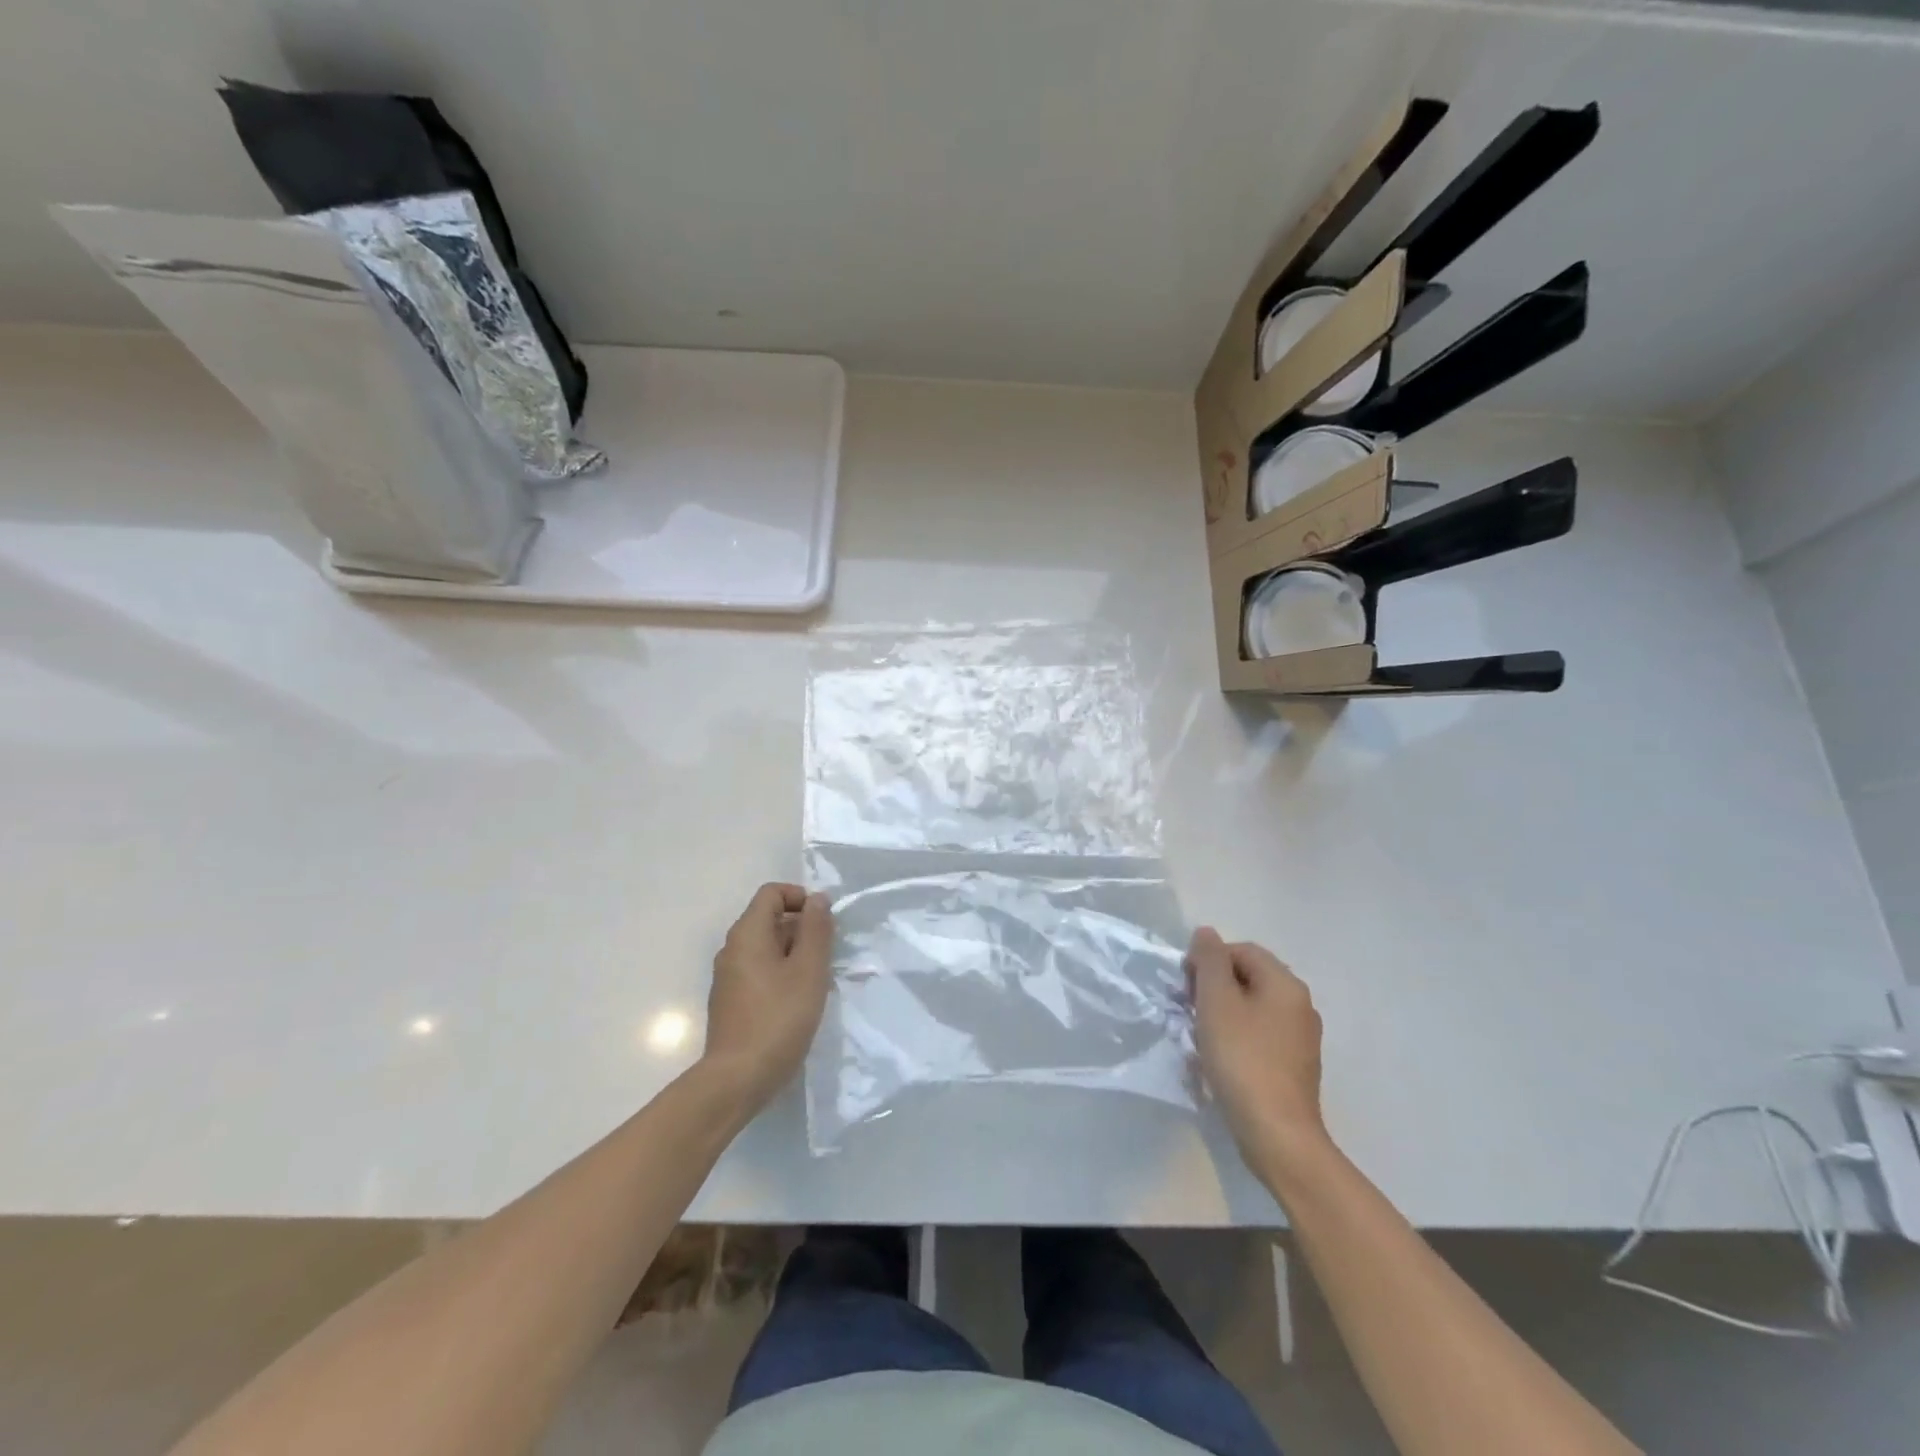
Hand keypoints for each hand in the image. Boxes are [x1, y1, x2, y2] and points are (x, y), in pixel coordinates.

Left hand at [701, 883, 833, 1108]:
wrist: (737, 1080)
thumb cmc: (778, 1018)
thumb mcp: (808, 970)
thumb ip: (815, 929)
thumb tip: (817, 899)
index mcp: (747, 934)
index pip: (772, 893)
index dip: (800, 898)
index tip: (824, 922)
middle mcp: (732, 949)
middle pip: (769, 919)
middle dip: (802, 928)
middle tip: (828, 955)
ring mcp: (728, 977)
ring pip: (766, 948)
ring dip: (794, 954)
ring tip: (817, 981)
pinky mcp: (731, 1002)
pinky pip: (759, 972)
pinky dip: (781, 975)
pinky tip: (798, 1002)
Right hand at [1187, 927, 1329, 1171]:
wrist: (1278, 1134)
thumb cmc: (1242, 1059)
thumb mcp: (1217, 1001)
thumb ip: (1209, 960)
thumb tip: (1206, 933)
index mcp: (1285, 984)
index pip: (1241, 950)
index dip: (1208, 961)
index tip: (1186, 987)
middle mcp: (1300, 1005)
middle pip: (1250, 977)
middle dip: (1215, 987)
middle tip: (1191, 1010)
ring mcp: (1302, 1038)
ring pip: (1254, 1007)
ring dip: (1224, 1013)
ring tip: (1202, 1036)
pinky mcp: (1296, 1066)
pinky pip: (1261, 1035)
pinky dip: (1239, 1037)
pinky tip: (1222, 1059)